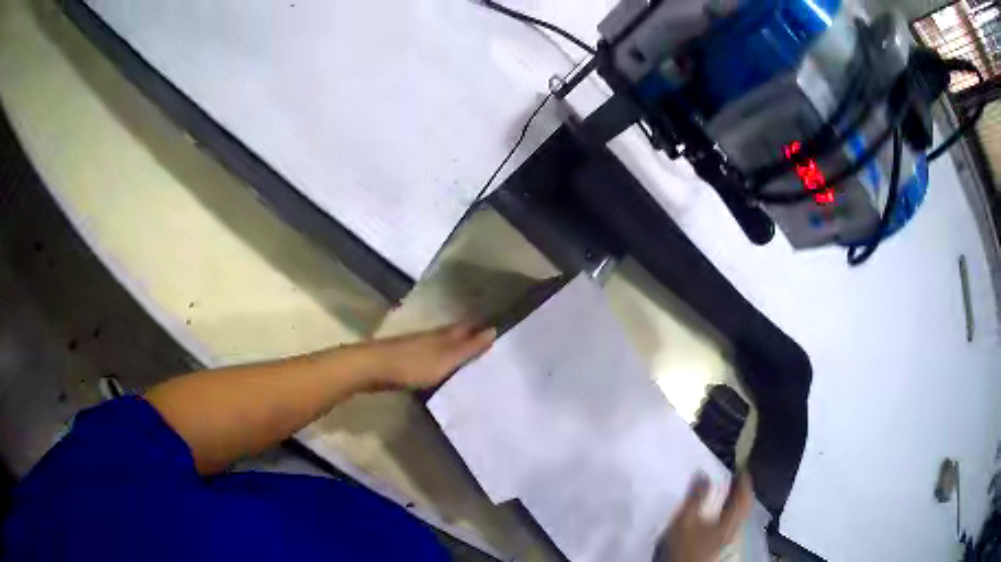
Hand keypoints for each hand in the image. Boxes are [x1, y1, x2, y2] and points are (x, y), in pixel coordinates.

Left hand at [369, 322, 495, 389]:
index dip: (481, 328)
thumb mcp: (445, 359)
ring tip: (470, 357)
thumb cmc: (412, 365)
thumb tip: (493, 329)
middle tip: (488, 343)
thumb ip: (468, 348)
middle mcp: (432, 336)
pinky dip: (441, 358)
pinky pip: (431, 355)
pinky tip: (442, 367)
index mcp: (444, 335)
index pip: (467, 327)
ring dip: (455, 347)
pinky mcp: (406, 358)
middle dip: (470, 336)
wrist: (373, 368)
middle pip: (455, 334)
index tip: (498, 329)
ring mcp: (417, 346)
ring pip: (442, 343)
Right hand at [657, 473, 753, 561]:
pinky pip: (733, 521)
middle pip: (744, 506)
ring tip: (731, 492)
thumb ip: (695, 498)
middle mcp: (734, 527)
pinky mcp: (722, 543)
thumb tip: (703, 473)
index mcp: (730, 519)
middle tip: (738, 477)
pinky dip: (731, 511)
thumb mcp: (686, 520)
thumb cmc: (688, 544)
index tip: (742, 466)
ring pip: (739, 514)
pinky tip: (722, 512)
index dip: (744, 480)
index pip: (743, 496)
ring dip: (738, 501)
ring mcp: (729, 537)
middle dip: (743, 491)